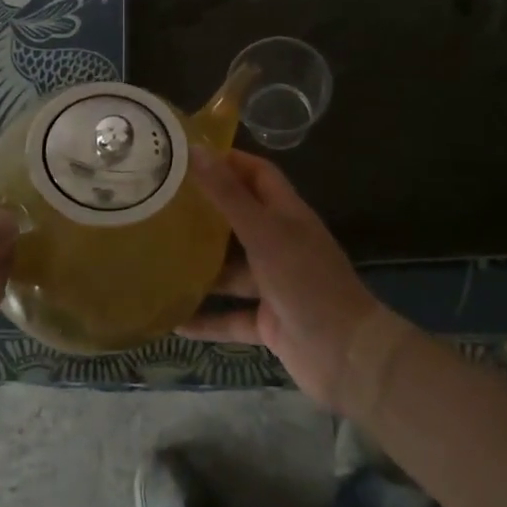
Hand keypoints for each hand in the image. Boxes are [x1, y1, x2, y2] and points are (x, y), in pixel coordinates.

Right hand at [179, 149, 383, 408]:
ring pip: (232, 270)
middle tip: (163, 204)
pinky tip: (173, 321)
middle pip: (240, 219)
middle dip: (206, 212)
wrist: (347, 356)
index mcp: (286, 214)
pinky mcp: (269, 322)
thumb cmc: (305, 281)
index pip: (257, 174)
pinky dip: (206, 319)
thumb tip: (196, 149)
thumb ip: (228, 194)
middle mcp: (281, 244)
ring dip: (202, 267)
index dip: (228, 161)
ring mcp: (275, 284)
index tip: (188, 157)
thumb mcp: (263, 233)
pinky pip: (231, 317)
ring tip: (159, 258)